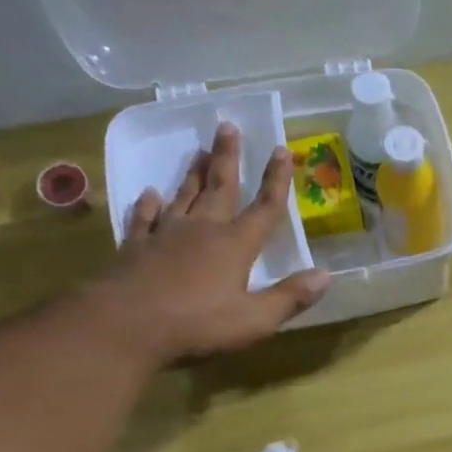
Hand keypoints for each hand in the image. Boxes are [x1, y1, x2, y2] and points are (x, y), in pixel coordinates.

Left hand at [102, 123, 329, 362]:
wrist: (126, 325)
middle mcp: (202, 230)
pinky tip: (150, 194)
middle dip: (228, 158)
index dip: (276, 181)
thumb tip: (325, 275)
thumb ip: (290, 297)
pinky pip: (145, 218)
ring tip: (198, 151)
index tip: (281, 150)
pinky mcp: (136, 247)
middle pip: (219, 188)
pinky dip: (149, 204)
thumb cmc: (198, 324)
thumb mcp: (255, 320)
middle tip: (227, 126)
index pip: (264, 208)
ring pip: (183, 196)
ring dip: (192, 173)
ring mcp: (165, 236)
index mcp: (235, 246)